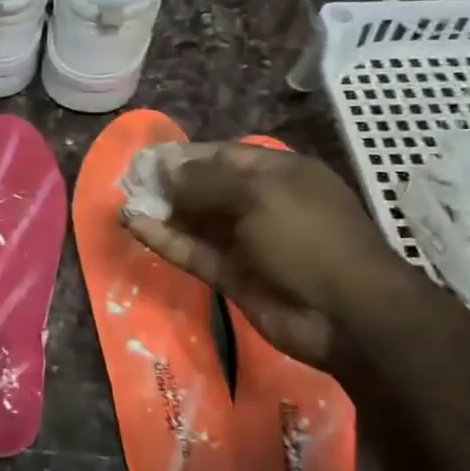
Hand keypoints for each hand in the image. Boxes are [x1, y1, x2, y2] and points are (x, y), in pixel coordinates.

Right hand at [122, 143, 412, 369]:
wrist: (346, 315)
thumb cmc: (309, 238)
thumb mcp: (259, 195)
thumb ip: (206, 181)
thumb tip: (165, 171)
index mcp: (278, 174)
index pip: (222, 156)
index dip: (184, 156)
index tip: (145, 158)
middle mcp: (260, 203)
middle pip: (205, 188)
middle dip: (167, 183)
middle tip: (127, 181)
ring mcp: (245, 242)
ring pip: (195, 221)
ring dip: (161, 211)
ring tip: (123, 201)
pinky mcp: (231, 275)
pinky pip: (192, 251)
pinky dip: (165, 240)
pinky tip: (135, 226)